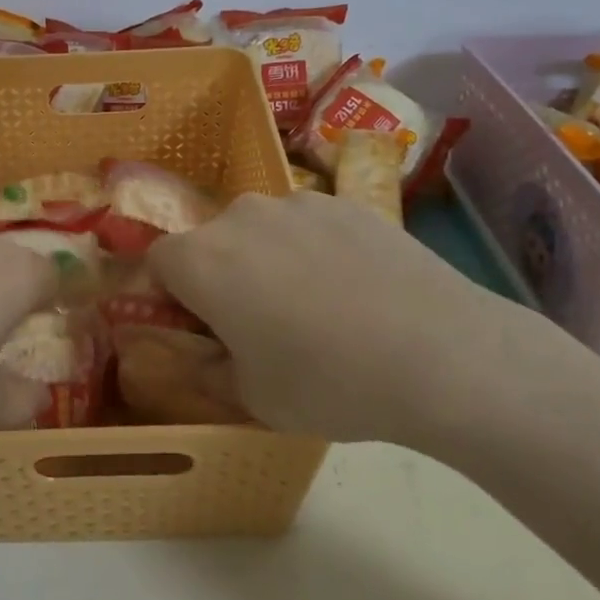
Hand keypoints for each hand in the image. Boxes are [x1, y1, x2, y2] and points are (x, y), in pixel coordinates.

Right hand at [147, 191, 596, 449]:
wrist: (442, 354)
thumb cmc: (328, 382)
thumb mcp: (252, 397)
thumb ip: (205, 368)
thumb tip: (195, 350)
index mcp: (202, 261)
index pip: (157, 262)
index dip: (170, 296)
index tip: (201, 329)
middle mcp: (240, 216)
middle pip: (210, 242)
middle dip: (220, 277)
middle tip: (259, 324)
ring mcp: (298, 203)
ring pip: (260, 231)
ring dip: (267, 260)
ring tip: (317, 307)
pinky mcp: (347, 202)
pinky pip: (308, 225)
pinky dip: (314, 249)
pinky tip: (356, 291)